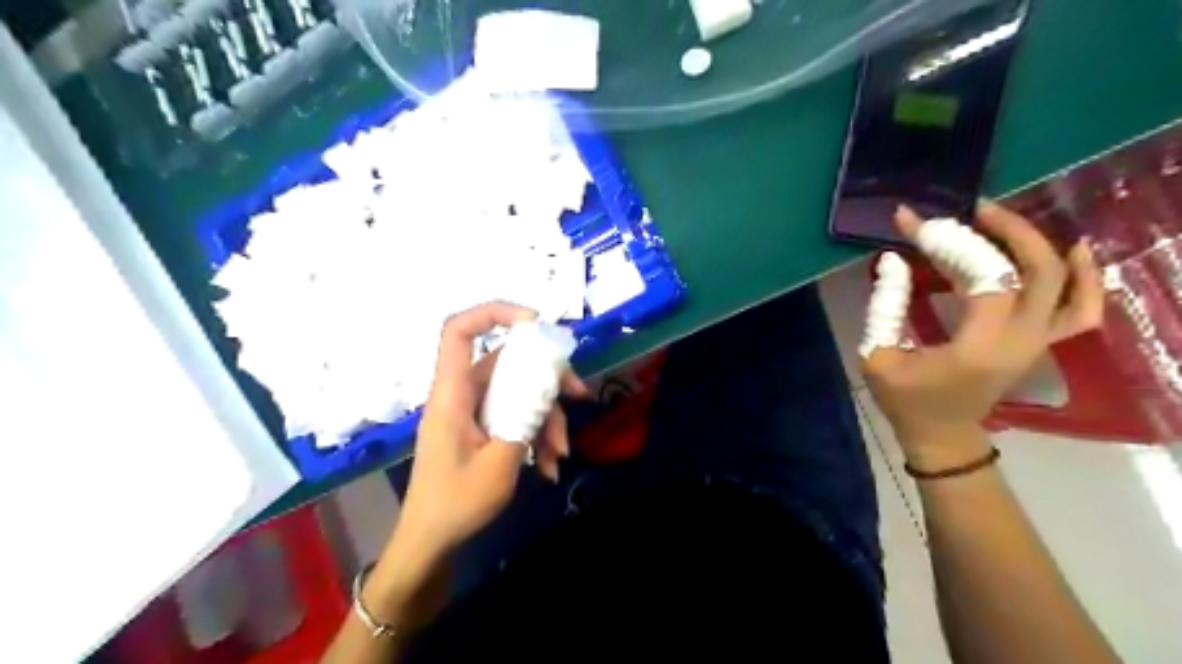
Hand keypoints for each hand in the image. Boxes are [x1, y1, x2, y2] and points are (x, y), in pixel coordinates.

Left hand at [392, 301, 588, 568]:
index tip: (536, 323)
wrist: (431, 543)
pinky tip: (549, 466)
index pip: (459, 331)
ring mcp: (473, 412)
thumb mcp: (500, 464)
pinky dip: (536, 435)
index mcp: (452, 394)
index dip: (494, 313)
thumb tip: (548, 388)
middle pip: (507, 363)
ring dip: (546, 418)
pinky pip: (515, 416)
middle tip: (578, 394)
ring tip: (561, 454)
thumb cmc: (455, 504)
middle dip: (546, 378)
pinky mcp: (482, 428)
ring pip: (518, 393)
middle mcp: (462, 394)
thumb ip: (525, 419)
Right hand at [866, 204, 1104, 467]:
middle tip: (967, 210)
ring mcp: (1038, 342)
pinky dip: (1084, 277)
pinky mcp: (1040, 342)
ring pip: (1064, 283)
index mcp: (978, 347)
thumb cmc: (905, 400)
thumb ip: (885, 306)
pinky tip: (1071, 249)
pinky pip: (1081, 308)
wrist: (942, 434)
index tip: (914, 223)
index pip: (983, 278)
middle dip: (1003, 231)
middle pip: (1036, 271)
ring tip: (1003, 220)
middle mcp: (1020, 341)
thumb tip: (893, 259)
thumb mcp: (878, 355)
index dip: (951, 244)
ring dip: (1036, 244)